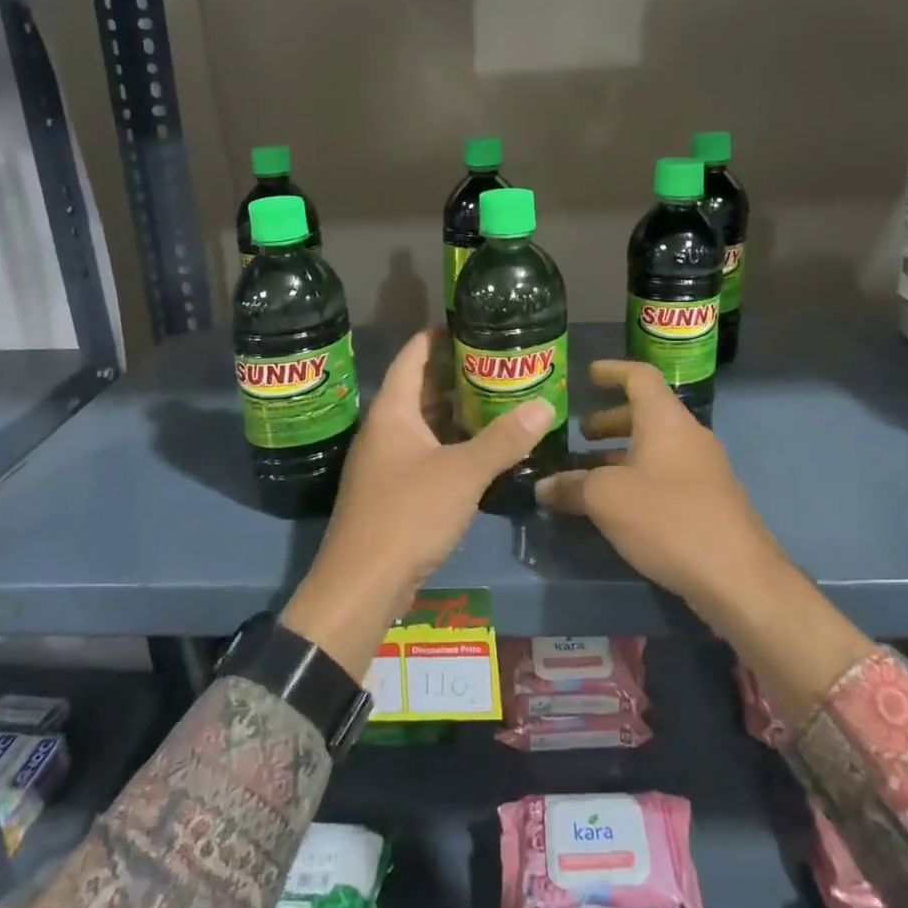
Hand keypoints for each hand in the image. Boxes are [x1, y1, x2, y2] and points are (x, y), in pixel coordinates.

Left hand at [280, 328, 555, 675]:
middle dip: (456, 375)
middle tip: (497, 363)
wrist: (362, 584)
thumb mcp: (462, 472)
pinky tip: (483, 450)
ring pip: (425, 425)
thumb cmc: (408, 514)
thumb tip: (545, 405)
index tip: (469, 323)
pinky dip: (452, 445)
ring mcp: (386, 463)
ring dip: (457, 413)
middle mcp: (385, 430)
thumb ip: (504, 439)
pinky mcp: (394, 492)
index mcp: (392, 412)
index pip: (412, 356)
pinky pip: (426, 454)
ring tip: (498, 399)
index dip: (436, 336)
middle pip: (420, 389)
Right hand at [535, 360, 784, 623]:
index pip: (639, 376)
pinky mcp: (709, 501)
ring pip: (655, 448)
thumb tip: (543, 488)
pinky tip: (618, 507)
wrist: (737, 576)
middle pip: (646, 414)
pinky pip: (666, 475)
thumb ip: (571, 487)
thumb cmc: (668, 518)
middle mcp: (688, 435)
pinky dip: (638, 478)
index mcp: (665, 419)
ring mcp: (703, 469)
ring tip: (588, 474)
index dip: (612, 370)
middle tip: (579, 435)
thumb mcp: (606, 499)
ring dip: (621, 454)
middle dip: (609, 421)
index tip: (588, 376)